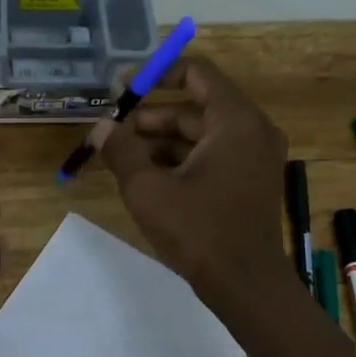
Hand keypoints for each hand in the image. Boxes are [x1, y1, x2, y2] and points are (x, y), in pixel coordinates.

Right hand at [100, 58, 288, 308]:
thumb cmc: (198, 231)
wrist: (245, 284)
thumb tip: (101, 126)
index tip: (121, 91)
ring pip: (201, 133)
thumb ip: (120, 151)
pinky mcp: (250, 180)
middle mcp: (252, 130)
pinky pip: (212, 154)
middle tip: (112, 133)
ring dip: (160, 141)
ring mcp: (254, 157)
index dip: (155, 75)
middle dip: (150, 117)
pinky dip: (180, 159)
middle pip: (195, 106)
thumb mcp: (147, 189)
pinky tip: (147, 177)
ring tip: (121, 158)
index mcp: (235, 120)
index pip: (196, 72)